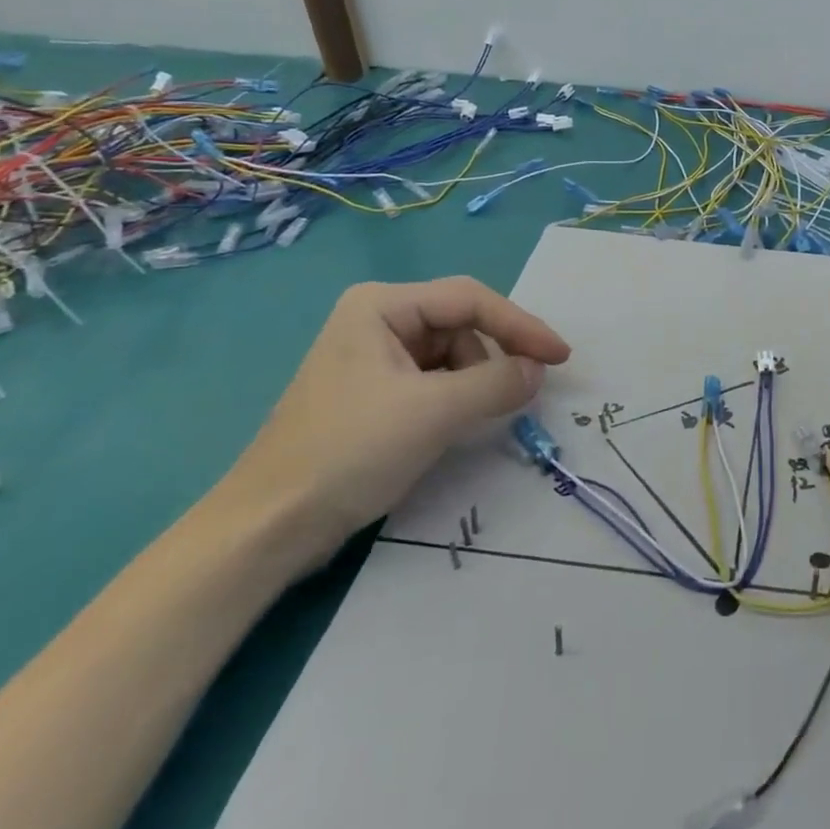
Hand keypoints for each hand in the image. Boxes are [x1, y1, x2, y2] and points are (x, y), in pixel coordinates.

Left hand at [218, 278, 570, 563]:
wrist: (269, 528)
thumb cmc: (350, 452)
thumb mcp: (435, 412)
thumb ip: (498, 382)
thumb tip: (538, 371)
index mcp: (382, 305)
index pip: (470, 300)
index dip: (521, 325)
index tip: (560, 357)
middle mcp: (377, 319)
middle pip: (461, 325)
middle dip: (494, 356)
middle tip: (524, 390)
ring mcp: (373, 356)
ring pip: (452, 354)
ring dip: (476, 380)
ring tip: (479, 415)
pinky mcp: (374, 392)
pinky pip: (434, 379)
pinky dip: (458, 396)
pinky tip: (458, 422)